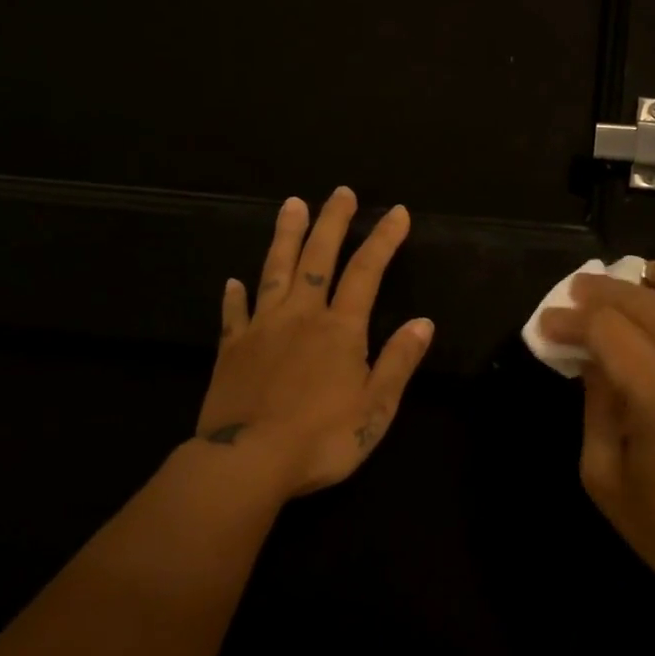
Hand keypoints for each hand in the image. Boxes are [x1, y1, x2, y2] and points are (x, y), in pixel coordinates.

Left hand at [196, 187, 433, 498]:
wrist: (247, 463)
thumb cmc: (321, 439)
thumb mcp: (376, 408)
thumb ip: (398, 361)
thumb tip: (423, 322)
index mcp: (340, 329)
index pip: (367, 271)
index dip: (384, 239)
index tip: (397, 212)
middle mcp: (301, 316)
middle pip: (318, 257)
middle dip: (332, 222)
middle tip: (339, 192)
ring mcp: (261, 329)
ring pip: (274, 271)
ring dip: (285, 236)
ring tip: (291, 206)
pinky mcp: (231, 349)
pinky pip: (233, 314)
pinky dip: (234, 296)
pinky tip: (232, 281)